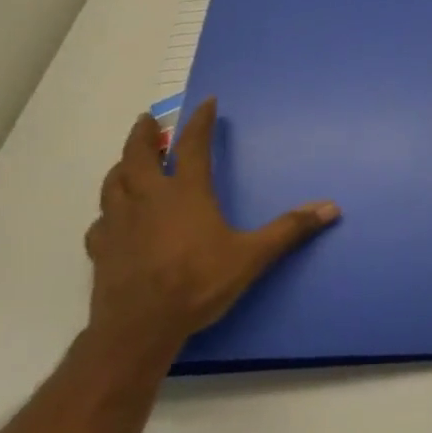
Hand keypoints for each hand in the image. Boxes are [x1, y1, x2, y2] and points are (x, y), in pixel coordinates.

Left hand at [86, 99, 338, 354]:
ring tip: (128, 161)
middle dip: (143, 134)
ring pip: (112, 183)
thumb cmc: (198, 284)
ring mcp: (119, 223)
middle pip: (138, 155)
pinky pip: (100, 221)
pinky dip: (108, 211)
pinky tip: (113, 218)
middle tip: (147, 119)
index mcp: (186, 193)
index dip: (200, 121)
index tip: (206, 103)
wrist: (138, 329)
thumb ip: (289, 229)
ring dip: (121, 166)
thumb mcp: (252, 256)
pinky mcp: (101, 250)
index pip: (192, 145)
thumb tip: (331, 208)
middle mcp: (148, 199)